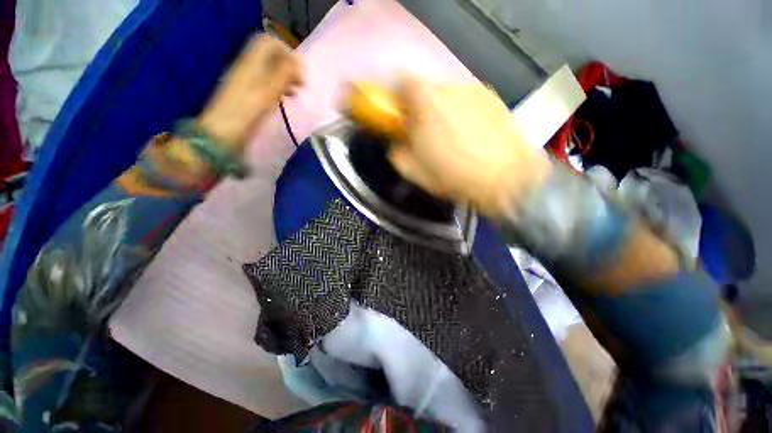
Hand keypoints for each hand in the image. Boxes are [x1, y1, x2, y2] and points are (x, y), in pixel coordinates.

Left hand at [198, 34, 303, 151]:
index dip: (287, 52)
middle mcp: (248, 68)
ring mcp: (247, 81)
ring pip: (270, 71)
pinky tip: (284, 99)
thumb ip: (283, 74)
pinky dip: (278, 89)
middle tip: (300, 84)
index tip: (299, 72)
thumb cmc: (246, 112)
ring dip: (285, 79)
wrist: (222, 133)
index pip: (269, 42)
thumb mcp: (267, 91)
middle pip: (271, 56)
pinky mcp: (248, 95)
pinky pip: (266, 84)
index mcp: (251, 62)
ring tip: (295, 93)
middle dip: (288, 67)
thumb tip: (299, 60)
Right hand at [388, 76, 551, 218]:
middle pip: (427, 89)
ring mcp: (474, 90)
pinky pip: (469, 101)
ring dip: (444, 110)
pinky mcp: (493, 98)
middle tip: (426, 131)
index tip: (401, 116)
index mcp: (425, 101)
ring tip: (452, 136)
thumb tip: (398, 143)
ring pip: (449, 96)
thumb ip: (397, 153)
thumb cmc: (452, 174)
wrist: (505, 176)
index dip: (399, 99)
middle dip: (422, 107)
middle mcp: (449, 87)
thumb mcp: (413, 171)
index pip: (402, 81)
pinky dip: (464, 113)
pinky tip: (472, 135)